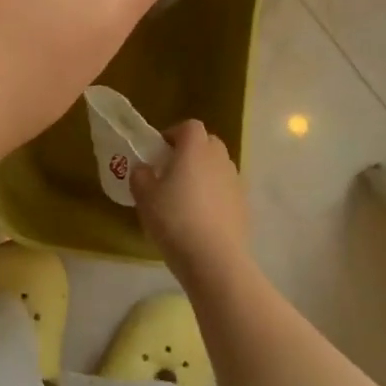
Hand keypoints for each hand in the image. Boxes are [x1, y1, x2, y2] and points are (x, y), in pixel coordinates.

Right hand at [131, 120, 250, 286]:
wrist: (214, 259)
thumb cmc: (174, 219)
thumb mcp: (144, 196)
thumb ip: (140, 175)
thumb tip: (145, 170)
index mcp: (195, 148)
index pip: (189, 126)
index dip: (173, 134)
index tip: (159, 152)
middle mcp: (219, 158)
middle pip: (207, 143)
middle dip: (190, 152)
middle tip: (171, 172)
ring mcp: (236, 182)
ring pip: (218, 167)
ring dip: (204, 174)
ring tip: (186, 198)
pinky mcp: (244, 205)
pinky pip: (226, 190)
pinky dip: (215, 196)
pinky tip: (201, 219)